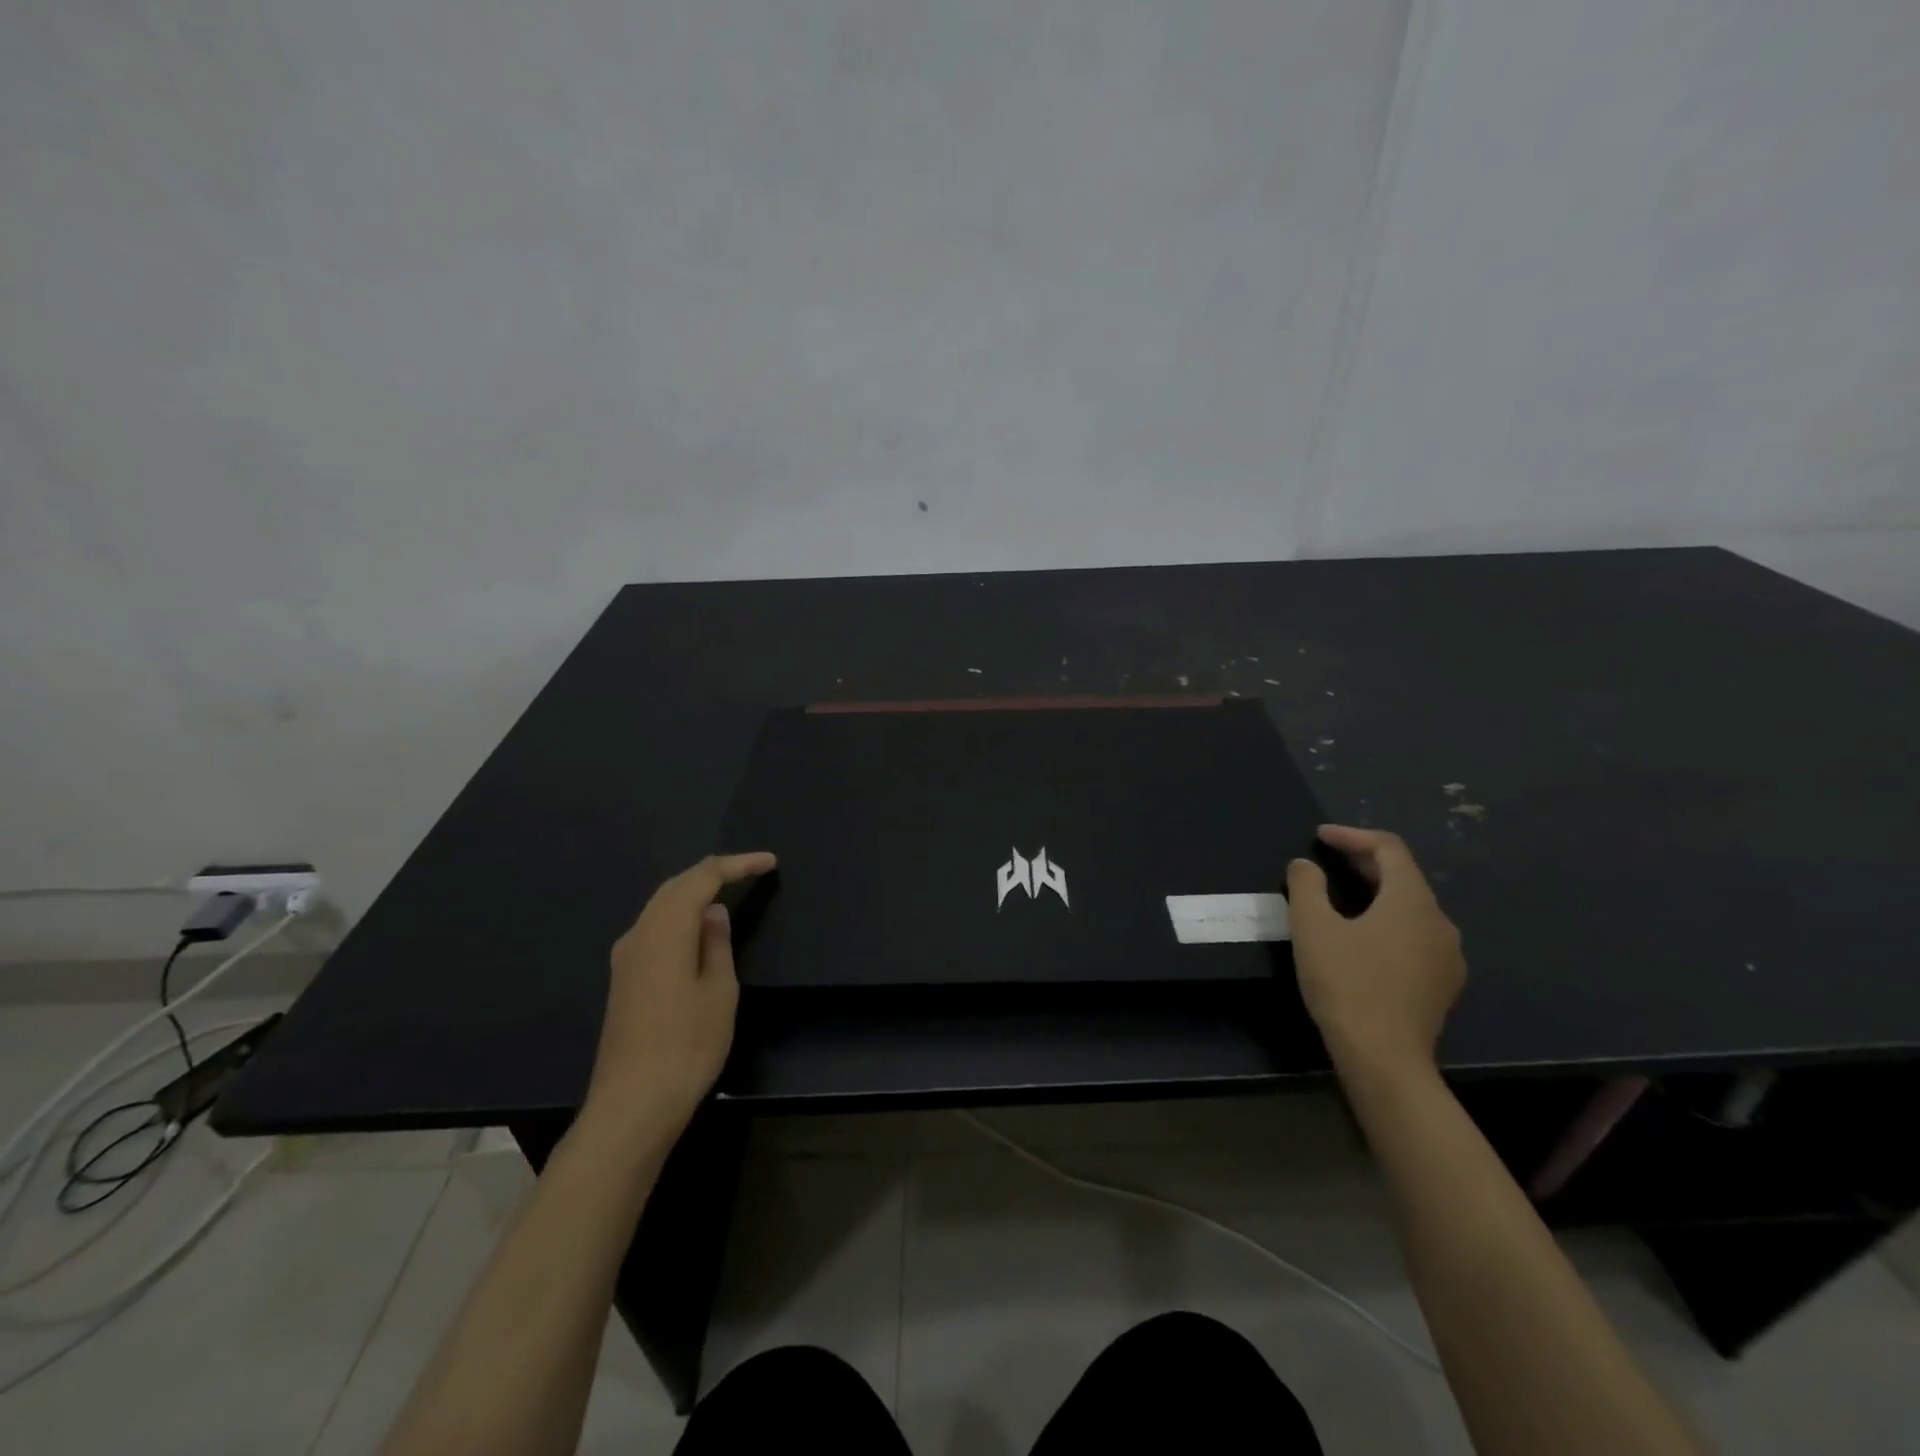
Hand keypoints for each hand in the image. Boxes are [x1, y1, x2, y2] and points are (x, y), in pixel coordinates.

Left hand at [583, 852, 776, 1138]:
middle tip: (750, 870)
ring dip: (693, 891)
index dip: (737, 865)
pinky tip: (696, 924)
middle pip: (675, 886)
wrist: (632, 1105)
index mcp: (666, 931)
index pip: (702, 878)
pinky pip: (654, 926)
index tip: (769, 863)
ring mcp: (626, 957)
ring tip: (728, 888)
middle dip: (713, 871)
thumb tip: (713, 912)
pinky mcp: (623, 978)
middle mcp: (639, 934)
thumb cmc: (687, 1047)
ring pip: (660, 905)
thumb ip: (716, 944)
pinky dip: (679, 913)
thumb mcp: (719, 992)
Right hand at [1286, 826, 1464, 1076]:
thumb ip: (1307, 886)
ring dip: (1377, 894)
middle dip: (1364, 862)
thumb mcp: (1312, 927)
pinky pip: (1415, 936)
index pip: (1389, 849)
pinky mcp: (1442, 984)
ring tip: (1342, 896)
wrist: (1384, 1058)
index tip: (1320, 836)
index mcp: (1412, 901)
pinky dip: (1388, 922)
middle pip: (1404, 877)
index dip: (1352, 835)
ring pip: (1411, 908)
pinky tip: (1363, 938)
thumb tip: (1305, 865)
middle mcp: (1440, 922)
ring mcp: (1447, 956)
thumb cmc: (1346, 983)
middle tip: (1327, 859)